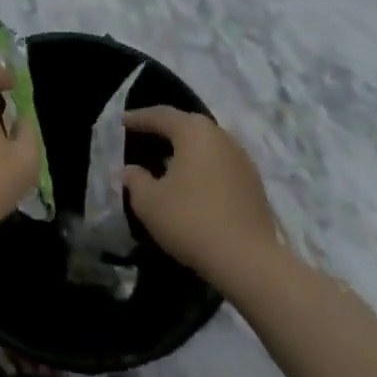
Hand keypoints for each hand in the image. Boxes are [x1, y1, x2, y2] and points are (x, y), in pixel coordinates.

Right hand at [121, 106, 280, 286]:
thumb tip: (130, 170)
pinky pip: (220, 163)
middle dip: (165, 128)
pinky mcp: (253, 184)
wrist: (248, 261)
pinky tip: (191, 182)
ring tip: (166, 160)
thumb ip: (135, 179)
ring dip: (186, 147)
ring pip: (207, 143)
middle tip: (145, 135)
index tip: (122, 121)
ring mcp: (242, 160)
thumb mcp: (148, 201)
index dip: (139, 118)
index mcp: (193, 133)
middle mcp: (221, 138)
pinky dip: (202, 165)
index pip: (161, 115)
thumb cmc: (190, 220)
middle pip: (188, 124)